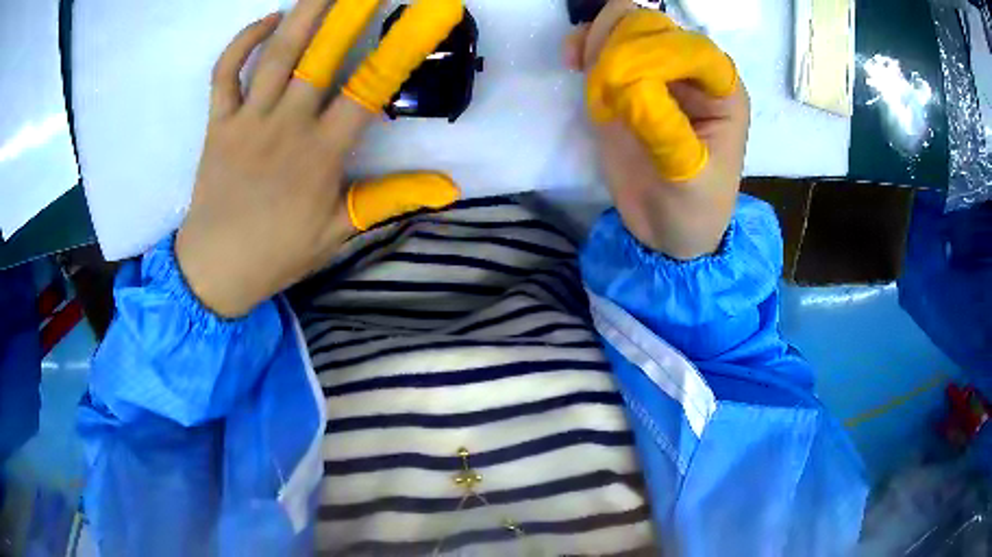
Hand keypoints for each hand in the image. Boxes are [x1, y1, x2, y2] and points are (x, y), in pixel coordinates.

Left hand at [176, 0, 461, 317]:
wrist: (214, 271)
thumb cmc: (277, 254)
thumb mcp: (339, 232)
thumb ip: (389, 199)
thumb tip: (448, 187)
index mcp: (321, 154)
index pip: (370, 90)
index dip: (402, 49)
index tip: (428, 17)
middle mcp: (286, 126)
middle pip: (321, 56)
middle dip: (351, 12)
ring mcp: (248, 121)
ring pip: (277, 55)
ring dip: (304, 13)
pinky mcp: (218, 124)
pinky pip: (225, 74)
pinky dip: (242, 44)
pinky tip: (267, 20)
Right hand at [565, 1, 749, 259]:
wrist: (666, 234)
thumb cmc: (694, 210)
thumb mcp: (690, 180)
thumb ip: (666, 129)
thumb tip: (629, 83)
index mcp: (720, 90)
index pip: (688, 45)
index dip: (654, 51)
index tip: (623, 78)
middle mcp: (689, 72)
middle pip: (652, 24)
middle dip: (620, 40)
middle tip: (600, 77)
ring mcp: (655, 72)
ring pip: (623, 25)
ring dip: (598, 38)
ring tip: (584, 71)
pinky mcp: (625, 82)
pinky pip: (602, 45)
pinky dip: (584, 45)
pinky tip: (573, 63)